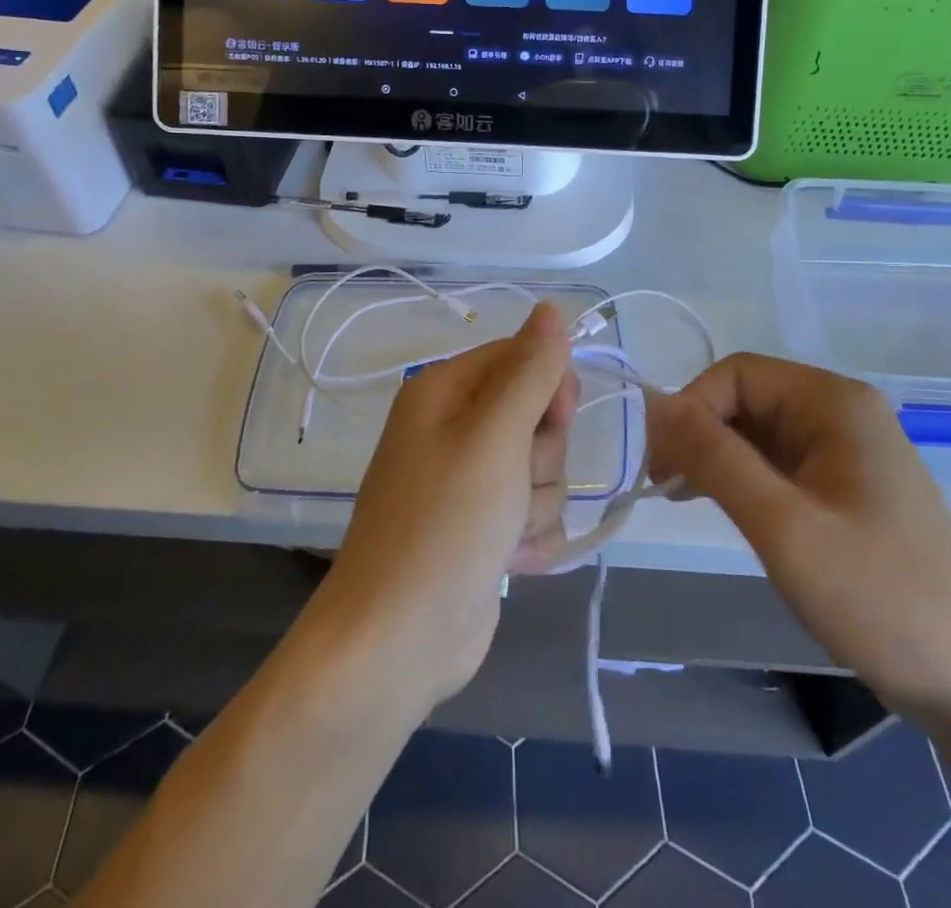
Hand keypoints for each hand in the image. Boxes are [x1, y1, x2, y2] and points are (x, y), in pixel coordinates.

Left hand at [308, 303, 577, 715]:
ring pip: (544, 469)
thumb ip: (530, 371)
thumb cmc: (445, 525)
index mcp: (446, 392)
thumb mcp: (494, 436)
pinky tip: (507, 561)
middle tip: (512, 482)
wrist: (398, 642)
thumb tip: (552, 308)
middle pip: (538, 416)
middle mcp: (456, 429)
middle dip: (541, 454)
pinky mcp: (485, 528)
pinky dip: (530, 538)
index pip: (521, 357)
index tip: (553, 421)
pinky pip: (535, 513)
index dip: (548, 388)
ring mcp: (470, 482)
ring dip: (535, 503)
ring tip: (502, 532)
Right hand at [645, 354, 950, 726]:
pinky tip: (718, 505)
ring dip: (716, 456)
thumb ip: (714, 456)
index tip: (661, 463)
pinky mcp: (845, 486)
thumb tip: (654, 404)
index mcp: (833, 401)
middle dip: (700, 433)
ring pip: (759, 431)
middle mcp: (841, 412)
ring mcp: (846, 450)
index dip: (691, 408)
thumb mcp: (783, 525)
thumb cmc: (877, 595)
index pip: (737, 374)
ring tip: (680, 496)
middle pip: (747, 398)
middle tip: (664, 485)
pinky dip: (742, 478)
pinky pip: (779, 462)